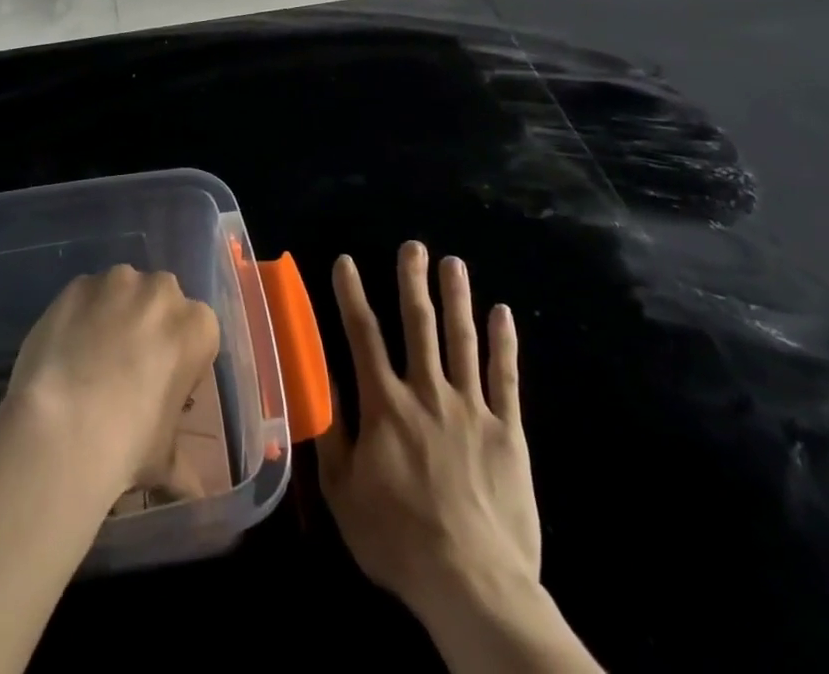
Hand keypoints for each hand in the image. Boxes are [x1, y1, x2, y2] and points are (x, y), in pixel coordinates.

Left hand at [1, 266, 220, 502]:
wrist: (63, 426)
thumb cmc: (128, 443)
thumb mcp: (164, 460)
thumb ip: (182, 466)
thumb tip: (193, 493)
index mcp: (197, 326)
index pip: (196, 333)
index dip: (178, 358)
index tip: (160, 384)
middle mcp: (162, 291)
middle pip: (160, 301)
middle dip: (147, 325)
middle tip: (125, 367)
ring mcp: (117, 282)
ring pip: (121, 291)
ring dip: (113, 313)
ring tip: (89, 357)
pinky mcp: (78, 284)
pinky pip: (85, 295)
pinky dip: (79, 314)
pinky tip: (65, 349)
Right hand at [317, 243, 540, 632]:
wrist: (472, 583)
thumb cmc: (397, 539)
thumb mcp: (343, 491)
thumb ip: (332, 431)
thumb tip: (320, 380)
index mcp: (384, 404)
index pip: (362, 335)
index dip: (351, 294)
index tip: (345, 261)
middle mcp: (426, 392)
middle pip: (418, 324)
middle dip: (412, 281)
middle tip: (413, 245)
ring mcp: (470, 407)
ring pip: (461, 339)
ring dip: (457, 297)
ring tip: (453, 262)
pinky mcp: (507, 431)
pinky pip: (505, 377)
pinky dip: (503, 342)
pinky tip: (503, 313)